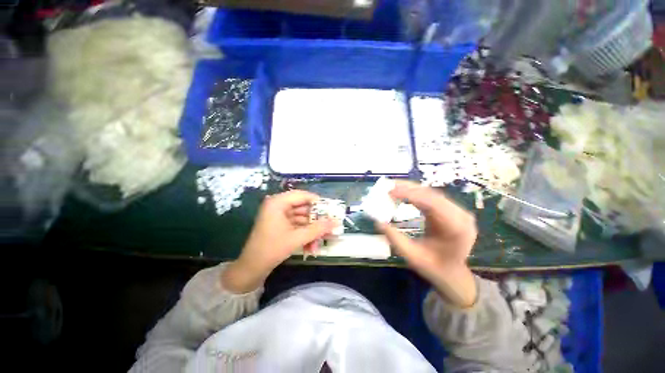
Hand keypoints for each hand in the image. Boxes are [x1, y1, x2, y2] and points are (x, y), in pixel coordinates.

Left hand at [222, 190, 335, 292]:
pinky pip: (297, 225)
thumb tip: (337, 222)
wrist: (252, 269)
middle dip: (316, 220)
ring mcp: (279, 216)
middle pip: (303, 207)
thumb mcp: (297, 238)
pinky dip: (305, 234)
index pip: (302, 195)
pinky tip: (311, 246)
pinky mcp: (280, 225)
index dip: (318, 202)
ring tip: (322, 241)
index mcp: (278, 202)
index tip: (330, 210)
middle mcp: (278, 206)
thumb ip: (318, 229)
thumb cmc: (272, 249)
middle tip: (329, 226)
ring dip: (312, 230)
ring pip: (302, 218)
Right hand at [376, 181, 477, 306]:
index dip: (411, 195)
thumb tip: (378, 222)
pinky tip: (403, 192)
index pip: (433, 204)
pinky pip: (430, 197)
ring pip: (431, 193)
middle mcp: (461, 215)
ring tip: (392, 186)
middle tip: (388, 185)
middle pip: (432, 195)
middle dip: (409, 188)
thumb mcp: (413, 257)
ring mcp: (456, 211)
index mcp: (457, 229)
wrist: (452, 274)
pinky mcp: (449, 210)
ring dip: (411, 188)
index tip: (391, 191)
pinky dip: (414, 193)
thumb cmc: (434, 268)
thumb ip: (395, 239)